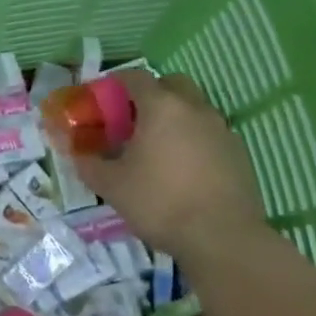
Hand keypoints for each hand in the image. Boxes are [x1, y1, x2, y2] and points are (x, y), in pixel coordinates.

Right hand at [70, 71, 272, 269]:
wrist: (222, 238)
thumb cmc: (160, 203)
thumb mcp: (111, 186)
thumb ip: (88, 163)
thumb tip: (76, 153)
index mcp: (161, 107)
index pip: (135, 77)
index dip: (114, 83)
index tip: (101, 98)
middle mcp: (194, 108)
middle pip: (171, 84)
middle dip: (150, 94)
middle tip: (132, 119)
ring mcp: (221, 129)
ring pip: (194, 108)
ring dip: (175, 117)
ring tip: (157, 147)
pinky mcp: (239, 152)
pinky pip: (210, 133)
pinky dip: (194, 139)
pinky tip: (183, 168)